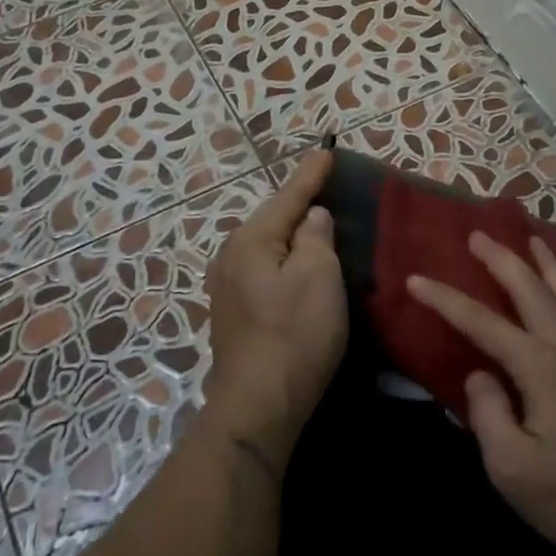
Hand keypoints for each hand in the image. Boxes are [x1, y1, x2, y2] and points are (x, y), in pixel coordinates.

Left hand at [203, 150, 348, 468]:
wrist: (258, 405)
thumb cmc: (294, 335)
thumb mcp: (318, 277)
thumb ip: (317, 237)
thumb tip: (312, 217)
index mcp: (251, 240)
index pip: (288, 196)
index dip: (311, 174)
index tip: (327, 150)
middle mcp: (231, 256)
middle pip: (274, 220)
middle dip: (300, 203)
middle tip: (327, 185)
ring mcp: (227, 286)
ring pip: (268, 246)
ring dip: (293, 234)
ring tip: (318, 222)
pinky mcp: (234, 312)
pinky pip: (265, 269)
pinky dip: (285, 260)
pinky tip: (298, 263)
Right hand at [407, 233, 555, 555]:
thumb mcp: (512, 469)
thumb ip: (488, 414)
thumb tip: (480, 375)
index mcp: (541, 367)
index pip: (482, 323)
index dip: (445, 299)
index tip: (416, 279)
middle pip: (530, 289)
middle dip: (500, 259)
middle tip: (477, 235)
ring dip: (546, 261)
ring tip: (530, 239)